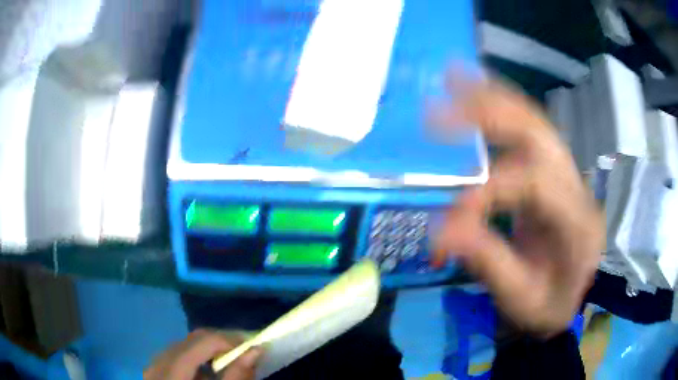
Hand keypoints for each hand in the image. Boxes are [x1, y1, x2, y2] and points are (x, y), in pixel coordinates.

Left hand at [144, 329, 262, 379]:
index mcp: (173, 374)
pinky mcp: (156, 370)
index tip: (252, 346)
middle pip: (191, 340)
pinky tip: (208, 370)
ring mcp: (154, 366)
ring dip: (208, 349)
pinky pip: (177, 354)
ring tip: (228, 359)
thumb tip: (255, 350)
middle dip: (220, 342)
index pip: (201, 343)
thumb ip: (237, 377)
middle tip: (244, 351)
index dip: (228, 340)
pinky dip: (196, 358)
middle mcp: (158, 364)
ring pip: (184, 345)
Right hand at [430, 75, 603, 336]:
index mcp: (579, 224)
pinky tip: (475, 91)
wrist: (566, 298)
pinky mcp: (553, 170)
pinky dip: (500, 106)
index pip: (537, 185)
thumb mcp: (519, 297)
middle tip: (439, 110)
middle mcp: (578, 187)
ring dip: (492, 98)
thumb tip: (444, 230)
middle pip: (539, 134)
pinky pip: (528, 128)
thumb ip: (489, 261)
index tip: (449, 218)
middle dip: (489, 114)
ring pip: (533, 120)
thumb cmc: (546, 305)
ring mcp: (568, 172)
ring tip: (452, 77)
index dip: (489, 190)